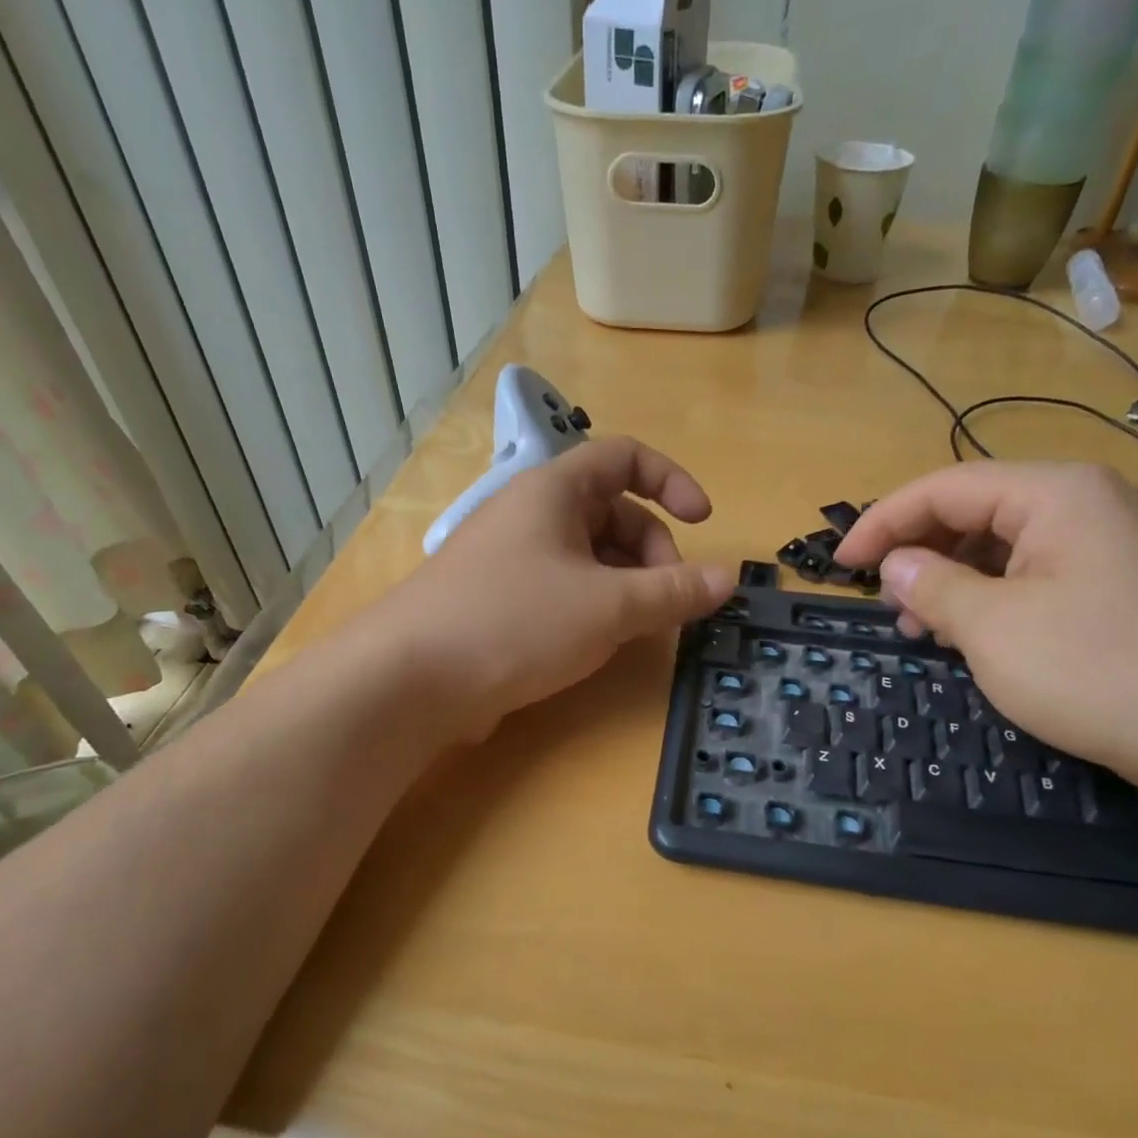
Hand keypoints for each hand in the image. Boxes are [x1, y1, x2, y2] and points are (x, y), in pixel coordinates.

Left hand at [370, 437, 733, 740]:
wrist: (410, 680)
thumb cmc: (515, 622)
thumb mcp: (608, 607)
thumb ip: (673, 592)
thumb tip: (728, 578)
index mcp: (554, 490)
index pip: (625, 457)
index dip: (672, 481)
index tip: (703, 522)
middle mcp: (530, 513)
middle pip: (612, 512)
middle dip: (652, 551)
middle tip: (666, 602)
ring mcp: (511, 557)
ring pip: (589, 554)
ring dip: (625, 584)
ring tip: (636, 629)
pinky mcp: (498, 599)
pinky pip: (562, 586)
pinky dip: (593, 605)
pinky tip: (596, 644)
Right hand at [834, 462, 1137, 792]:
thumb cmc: (1100, 670)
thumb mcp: (995, 628)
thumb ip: (934, 587)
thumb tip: (897, 566)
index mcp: (1054, 494)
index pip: (946, 488)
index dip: (884, 522)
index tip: (842, 564)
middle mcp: (1085, 504)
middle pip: (976, 511)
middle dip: (920, 552)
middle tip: (882, 600)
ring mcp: (1108, 546)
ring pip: (1004, 547)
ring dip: (952, 580)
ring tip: (920, 627)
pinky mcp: (1120, 587)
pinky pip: (1035, 576)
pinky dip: (992, 599)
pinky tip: (973, 636)